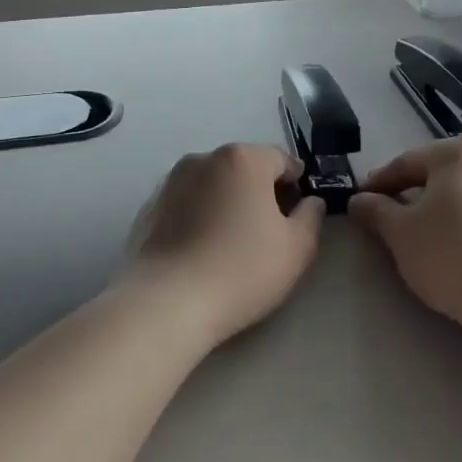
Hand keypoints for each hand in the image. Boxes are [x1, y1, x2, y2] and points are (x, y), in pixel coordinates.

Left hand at [123, 143, 325, 344]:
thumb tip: (310, 201)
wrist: (167, 303)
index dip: (297, 185)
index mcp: (243, 158)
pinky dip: (200, 217)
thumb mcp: (297, 248)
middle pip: (245, 168)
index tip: (298, 215)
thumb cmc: (242, 270)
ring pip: (214, 185)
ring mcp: (171, 181)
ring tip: (233, 244)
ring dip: (228, 202)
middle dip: (261, 191)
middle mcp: (204, 158)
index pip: (282, 159)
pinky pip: (188, 204)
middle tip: (269, 232)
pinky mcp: (149, 207)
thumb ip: (311, 216)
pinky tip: (203, 251)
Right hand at [350, 135, 461, 352]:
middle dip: (411, 192)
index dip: (378, 184)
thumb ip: (375, 210)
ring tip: (422, 232)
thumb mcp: (401, 233)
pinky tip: (458, 242)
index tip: (359, 202)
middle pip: (439, 173)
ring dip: (441, 205)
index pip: (406, 163)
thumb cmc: (452, 256)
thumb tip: (359, 199)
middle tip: (387, 217)